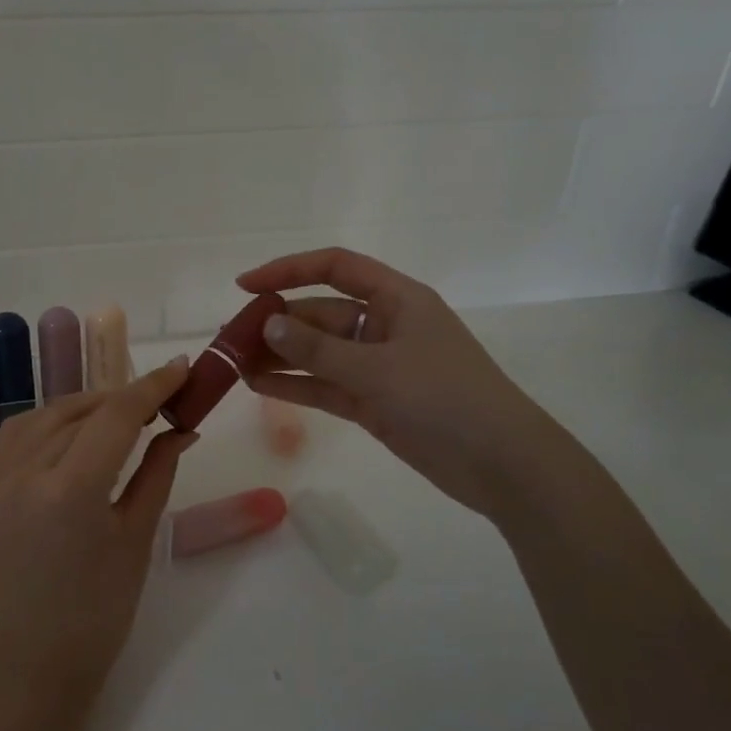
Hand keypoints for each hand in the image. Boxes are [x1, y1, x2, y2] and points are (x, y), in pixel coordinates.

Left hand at [0, 360, 194, 697]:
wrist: (34, 658)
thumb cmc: (100, 609)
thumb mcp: (138, 536)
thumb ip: (158, 471)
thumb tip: (182, 428)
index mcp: (71, 489)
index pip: (116, 415)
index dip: (153, 386)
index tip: (183, 368)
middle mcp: (27, 472)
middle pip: (82, 409)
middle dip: (125, 397)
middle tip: (163, 401)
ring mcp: (0, 478)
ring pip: (48, 414)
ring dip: (88, 405)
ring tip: (122, 416)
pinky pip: (20, 432)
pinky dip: (52, 420)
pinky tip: (76, 431)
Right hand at [238, 247, 566, 518]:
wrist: (500, 463)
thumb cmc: (445, 398)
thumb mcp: (378, 369)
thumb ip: (319, 350)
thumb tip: (268, 325)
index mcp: (397, 299)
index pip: (335, 268)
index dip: (288, 270)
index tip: (244, 286)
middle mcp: (384, 326)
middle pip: (320, 314)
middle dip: (277, 324)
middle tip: (230, 341)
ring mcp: (378, 366)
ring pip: (319, 353)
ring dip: (281, 357)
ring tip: (234, 365)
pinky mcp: (374, 402)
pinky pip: (326, 386)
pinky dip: (296, 386)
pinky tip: (260, 386)